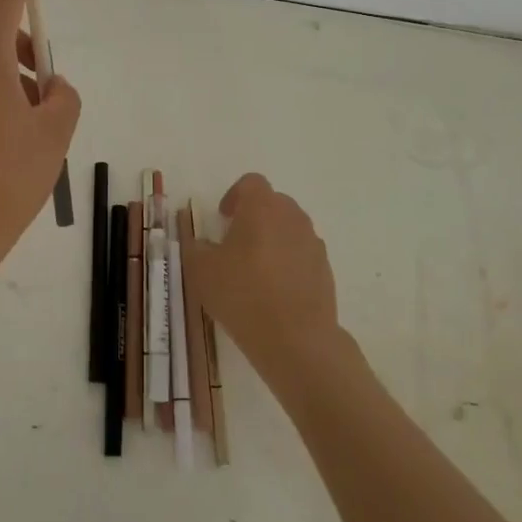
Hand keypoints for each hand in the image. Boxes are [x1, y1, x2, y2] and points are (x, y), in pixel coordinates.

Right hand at [185, 174, 346, 386]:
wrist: (296, 338)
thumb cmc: (243, 294)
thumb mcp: (201, 271)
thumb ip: (196, 248)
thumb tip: (202, 244)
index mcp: (262, 207)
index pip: (251, 183)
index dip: (234, 195)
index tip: (223, 218)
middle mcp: (292, 217)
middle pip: (273, 203)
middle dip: (254, 216)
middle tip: (235, 243)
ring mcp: (313, 243)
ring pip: (290, 229)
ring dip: (273, 239)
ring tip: (256, 270)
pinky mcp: (325, 269)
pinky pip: (302, 254)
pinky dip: (289, 263)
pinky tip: (275, 291)